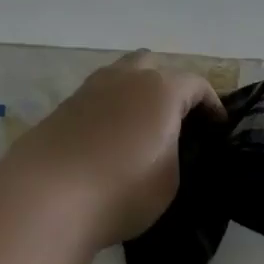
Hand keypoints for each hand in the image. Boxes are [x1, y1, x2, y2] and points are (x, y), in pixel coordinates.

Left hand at [3, 52, 222, 247]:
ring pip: (120, 77)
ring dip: (136, 94)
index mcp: (161, 90)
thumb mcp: (170, 180)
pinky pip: (97, 98)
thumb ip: (176, 154)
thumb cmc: (122, 189)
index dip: (213, 105)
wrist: (45, 198)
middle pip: (153, 65)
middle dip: (170, 86)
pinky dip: (110, 110)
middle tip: (178, 119)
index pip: (196, 85)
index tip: (218, 128)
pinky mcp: (62, 108)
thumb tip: (165, 148)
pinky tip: (110, 139)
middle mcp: (125, 78)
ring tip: (141, 127)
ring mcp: (89, 90)